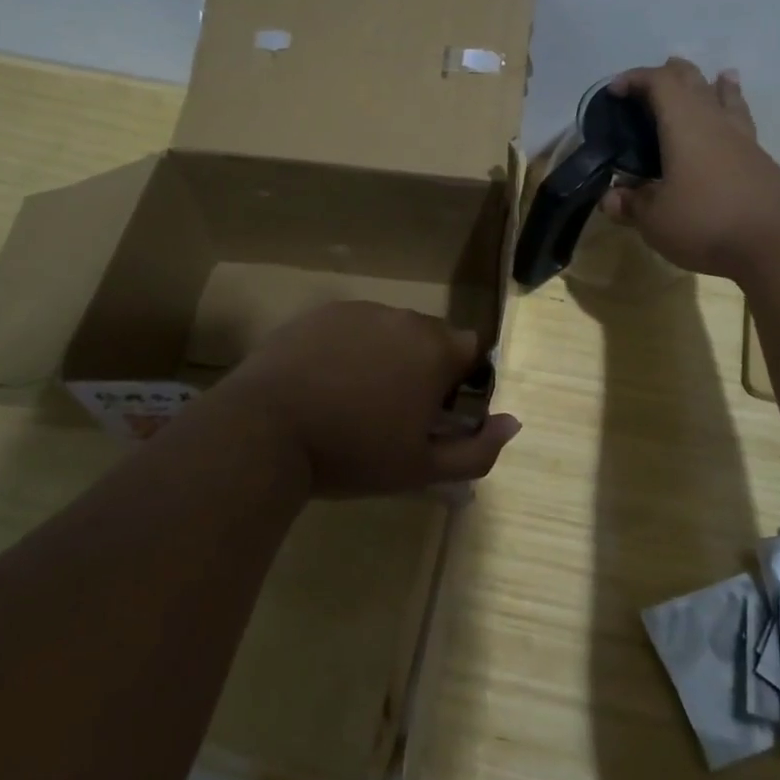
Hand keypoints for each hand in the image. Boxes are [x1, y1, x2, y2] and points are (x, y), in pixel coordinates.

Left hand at [217, 301, 520, 496]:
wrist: (267, 430)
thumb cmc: (353, 453)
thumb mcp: (422, 468)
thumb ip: (478, 449)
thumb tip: (513, 422)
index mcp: (435, 350)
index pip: (470, 349)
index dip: (460, 380)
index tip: (435, 411)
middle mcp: (403, 318)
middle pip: (430, 336)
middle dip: (423, 365)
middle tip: (392, 409)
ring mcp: (358, 310)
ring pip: (389, 329)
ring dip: (385, 354)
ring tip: (352, 396)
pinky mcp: (320, 312)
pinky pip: (351, 325)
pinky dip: (348, 346)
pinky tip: (323, 380)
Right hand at [599, 59, 779, 279]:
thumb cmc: (706, 221)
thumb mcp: (654, 219)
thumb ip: (631, 204)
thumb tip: (610, 197)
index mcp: (683, 124)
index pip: (658, 82)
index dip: (634, 79)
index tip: (614, 91)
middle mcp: (713, 121)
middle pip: (693, 81)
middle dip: (669, 75)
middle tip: (648, 87)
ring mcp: (742, 139)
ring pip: (724, 97)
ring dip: (711, 85)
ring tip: (711, 78)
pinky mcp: (759, 161)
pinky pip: (740, 122)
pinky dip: (731, 111)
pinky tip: (732, 120)